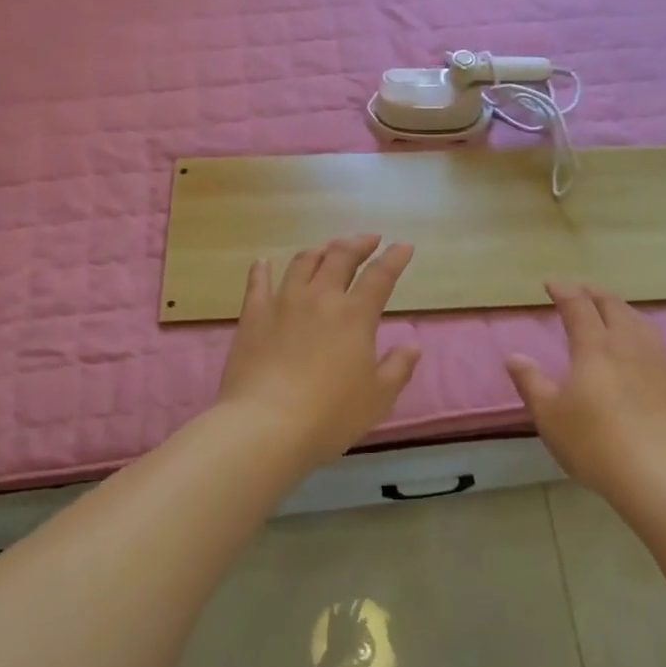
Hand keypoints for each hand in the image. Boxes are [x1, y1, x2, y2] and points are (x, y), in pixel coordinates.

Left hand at [216, 234, 421, 469]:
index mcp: (355, 316)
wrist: (265, 426)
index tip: (404, 246)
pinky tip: (263, 262)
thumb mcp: (377, 398)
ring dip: (319, 250)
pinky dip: (262, 269)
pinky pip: (257, 283)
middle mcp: (320, 299)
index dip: (395, 258)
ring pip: (302, 263)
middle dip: (358, 243)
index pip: (380, 276)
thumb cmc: (330, 416)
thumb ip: (398, 368)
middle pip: (340, 257)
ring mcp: (282, 304)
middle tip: (368, 239)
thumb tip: (412, 345)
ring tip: (328, 249)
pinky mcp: (253, 317)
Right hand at [506, 283, 665, 498]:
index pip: (578, 306)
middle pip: (613, 306)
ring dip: (622, 311)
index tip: (551, 284)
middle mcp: (629, 344)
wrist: (660, 474)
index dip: (564, 291)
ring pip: (641, 322)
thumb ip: (531, 382)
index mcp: (594, 346)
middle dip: (594, 293)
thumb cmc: (594, 443)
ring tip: (613, 313)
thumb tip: (514, 357)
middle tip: (582, 291)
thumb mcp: (549, 416)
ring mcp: (660, 361)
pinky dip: (643, 337)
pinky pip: (659, 346)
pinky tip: (644, 352)